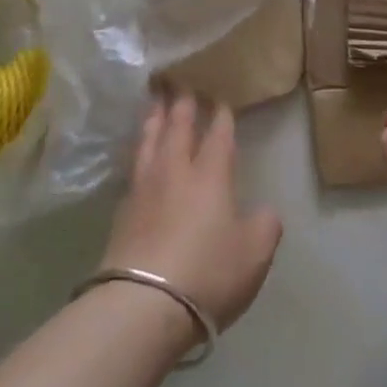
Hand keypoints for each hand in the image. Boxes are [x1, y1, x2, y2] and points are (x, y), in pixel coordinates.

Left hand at [101, 93, 282, 334]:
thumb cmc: (207, 272)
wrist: (142, 304)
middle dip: (182, 105)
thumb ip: (264, 226)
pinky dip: (138, 151)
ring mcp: (144, 190)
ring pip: (149, 142)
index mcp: (210, 176)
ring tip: (154, 103)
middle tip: (179, 82)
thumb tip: (263, 212)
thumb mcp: (254, 253)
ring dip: (153, 120)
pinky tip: (138, 154)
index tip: (220, 98)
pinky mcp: (122, 212)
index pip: (218, 136)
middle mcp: (175, 172)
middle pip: (177, 129)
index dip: (221, 117)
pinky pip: (133, 167)